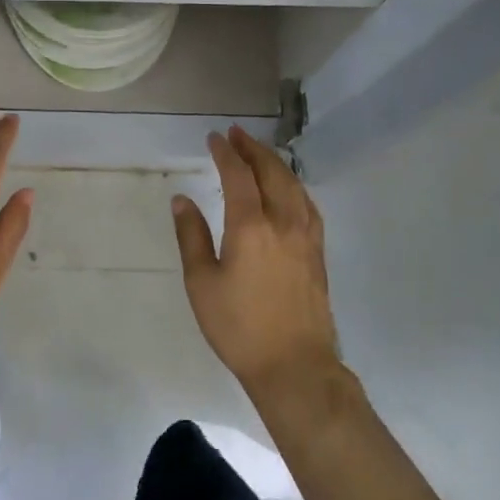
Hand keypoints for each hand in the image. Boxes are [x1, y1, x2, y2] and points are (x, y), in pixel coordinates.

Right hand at [172, 126, 341, 394]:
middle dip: (253, 149)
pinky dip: (294, 185)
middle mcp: (283, 222)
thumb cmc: (239, 327)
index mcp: (251, 226)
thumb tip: (182, 200)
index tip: (214, 138)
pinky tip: (288, 190)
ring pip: (294, 185)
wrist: (294, 365)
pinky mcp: (317, 252)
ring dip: (275, 163)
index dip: (225, 153)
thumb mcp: (202, 283)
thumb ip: (191, 236)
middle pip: (271, 172)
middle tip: (237, 134)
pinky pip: (307, 204)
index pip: (238, 175)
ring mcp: (306, 236)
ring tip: (259, 152)